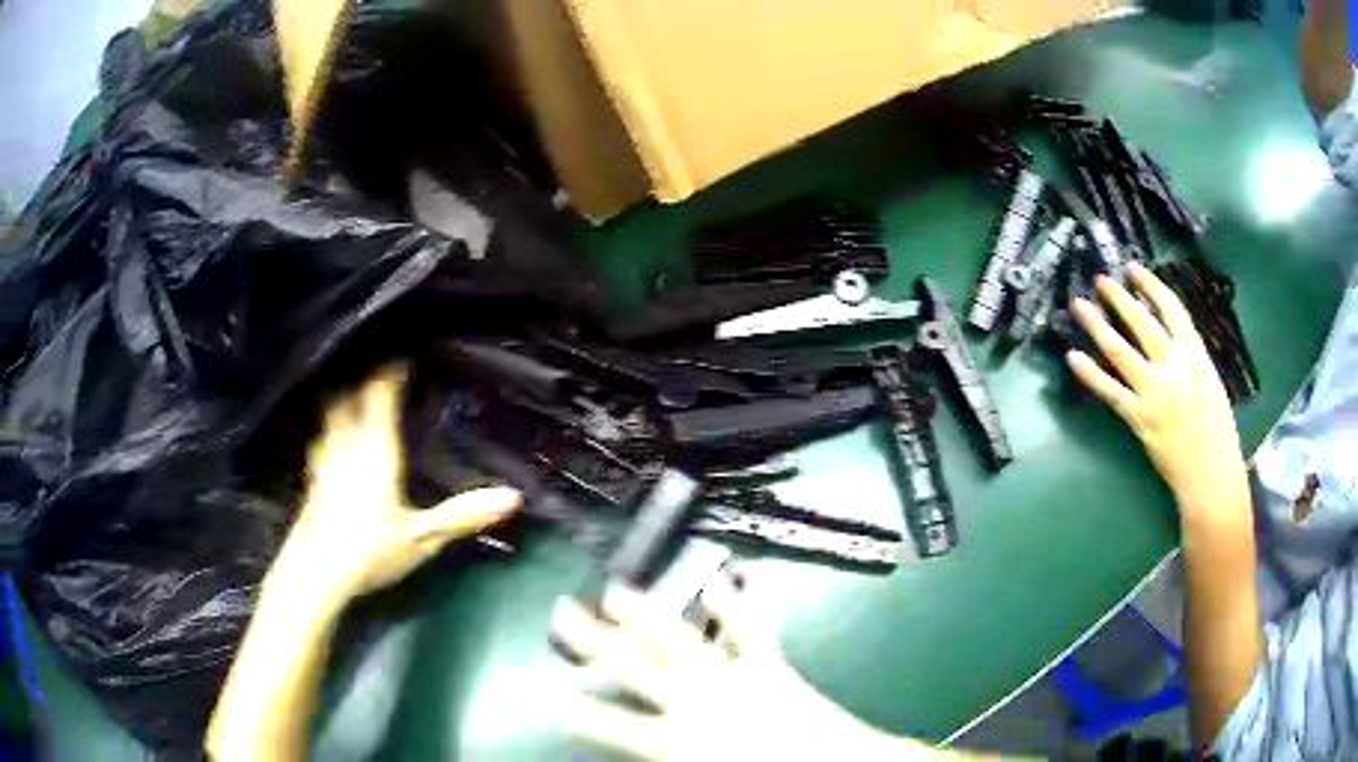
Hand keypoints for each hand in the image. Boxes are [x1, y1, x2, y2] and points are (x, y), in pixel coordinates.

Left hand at [281, 367, 521, 602]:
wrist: (317, 572)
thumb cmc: (371, 549)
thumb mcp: (423, 537)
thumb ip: (464, 515)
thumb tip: (513, 497)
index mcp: (375, 445)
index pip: (381, 391)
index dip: (393, 368)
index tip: (408, 353)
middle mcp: (345, 441)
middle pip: (348, 392)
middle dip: (364, 377)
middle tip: (383, 372)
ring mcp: (323, 457)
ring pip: (330, 412)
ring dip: (344, 398)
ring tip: (359, 396)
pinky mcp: (311, 476)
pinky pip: (322, 436)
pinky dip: (332, 426)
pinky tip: (337, 440)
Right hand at [550, 581, 915, 761]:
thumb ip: (672, 758)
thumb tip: (649, 750)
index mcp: (682, 743)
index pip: (615, 727)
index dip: (579, 711)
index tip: (548, 694)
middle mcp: (700, 704)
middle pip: (636, 668)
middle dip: (596, 641)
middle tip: (563, 612)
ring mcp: (735, 678)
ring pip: (680, 641)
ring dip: (647, 615)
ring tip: (616, 589)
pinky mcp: (769, 666)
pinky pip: (749, 630)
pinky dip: (733, 603)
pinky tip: (718, 577)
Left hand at [1067, 262, 1248, 522]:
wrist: (1211, 473)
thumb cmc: (1218, 431)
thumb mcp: (1211, 381)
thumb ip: (1190, 359)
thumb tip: (1170, 340)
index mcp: (1195, 353)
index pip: (1171, 308)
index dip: (1150, 285)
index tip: (1132, 269)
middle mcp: (1173, 365)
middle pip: (1141, 322)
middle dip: (1119, 298)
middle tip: (1100, 279)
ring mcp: (1154, 391)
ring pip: (1120, 350)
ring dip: (1097, 325)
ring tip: (1079, 305)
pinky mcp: (1139, 417)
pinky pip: (1110, 391)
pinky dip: (1090, 373)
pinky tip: (1073, 357)